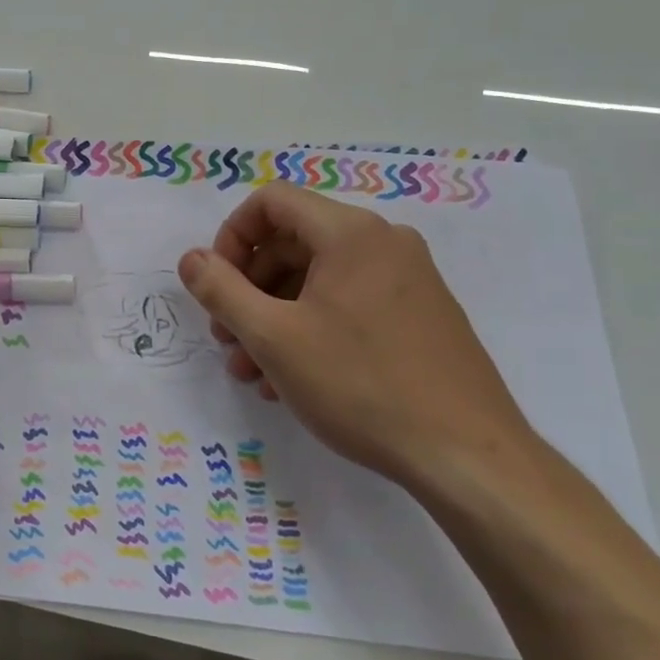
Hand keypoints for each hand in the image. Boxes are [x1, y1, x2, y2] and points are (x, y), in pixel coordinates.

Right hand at [176, 182, 535, 487]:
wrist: (468, 457)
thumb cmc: (361, 385)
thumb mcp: (273, 337)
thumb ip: (221, 290)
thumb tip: (191, 259)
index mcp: (350, 233)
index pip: (271, 202)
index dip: (231, 237)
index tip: (215, 286)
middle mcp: (384, 242)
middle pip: (292, 243)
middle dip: (248, 289)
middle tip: (226, 338)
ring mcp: (408, 279)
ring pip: (318, 280)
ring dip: (274, 317)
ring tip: (252, 372)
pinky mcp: (421, 315)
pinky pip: (348, 303)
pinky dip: (310, 329)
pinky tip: (292, 380)